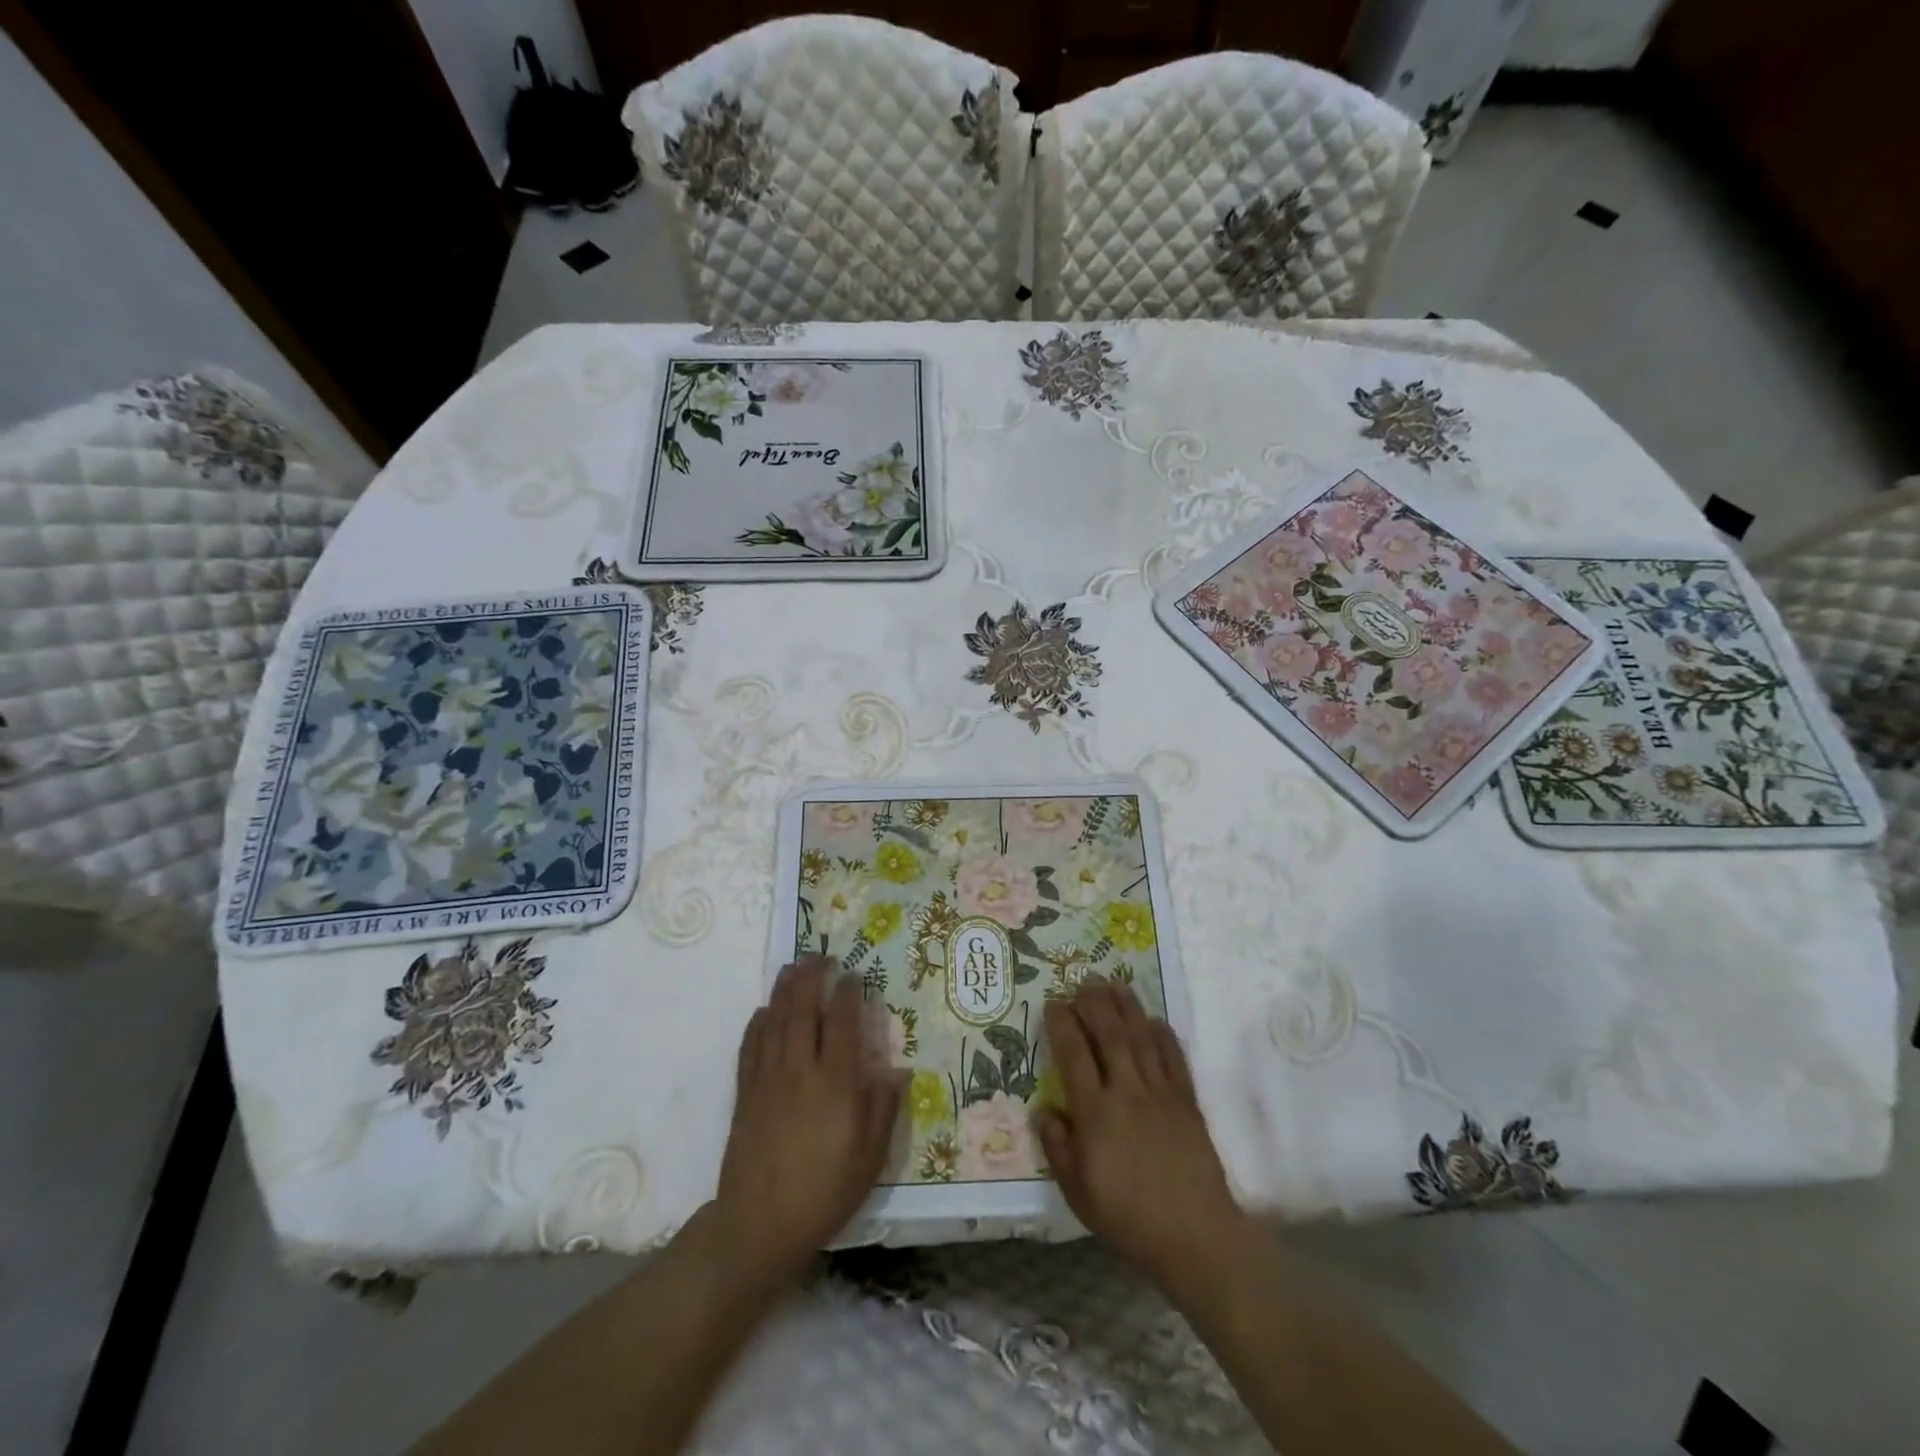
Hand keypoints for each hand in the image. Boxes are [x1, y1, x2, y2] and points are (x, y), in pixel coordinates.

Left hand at [711, 956, 901, 1283]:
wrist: (759, 1224)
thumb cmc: (824, 1191)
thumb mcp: (870, 1158)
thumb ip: (883, 1109)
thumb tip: (896, 1070)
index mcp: (834, 1083)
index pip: (841, 1023)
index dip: (847, 993)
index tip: (853, 974)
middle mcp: (799, 1070)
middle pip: (802, 1010)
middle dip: (811, 977)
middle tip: (819, 955)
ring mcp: (768, 1079)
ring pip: (775, 1020)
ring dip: (784, 989)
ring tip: (792, 966)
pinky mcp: (745, 1093)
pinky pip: (750, 1046)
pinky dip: (758, 1022)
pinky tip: (764, 1010)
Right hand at [1038, 980, 1244, 1287]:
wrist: (1195, 1236)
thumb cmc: (1129, 1219)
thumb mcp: (1078, 1192)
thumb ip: (1058, 1147)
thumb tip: (1044, 1110)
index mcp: (1096, 1113)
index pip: (1074, 1055)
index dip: (1062, 1024)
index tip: (1053, 1004)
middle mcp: (1127, 1092)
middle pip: (1109, 1034)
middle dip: (1093, 1004)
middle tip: (1082, 983)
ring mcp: (1161, 1093)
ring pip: (1141, 1037)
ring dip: (1126, 1007)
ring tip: (1113, 984)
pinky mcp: (1187, 1101)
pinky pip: (1174, 1057)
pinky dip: (1163, 1034)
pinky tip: (1153, 1019)